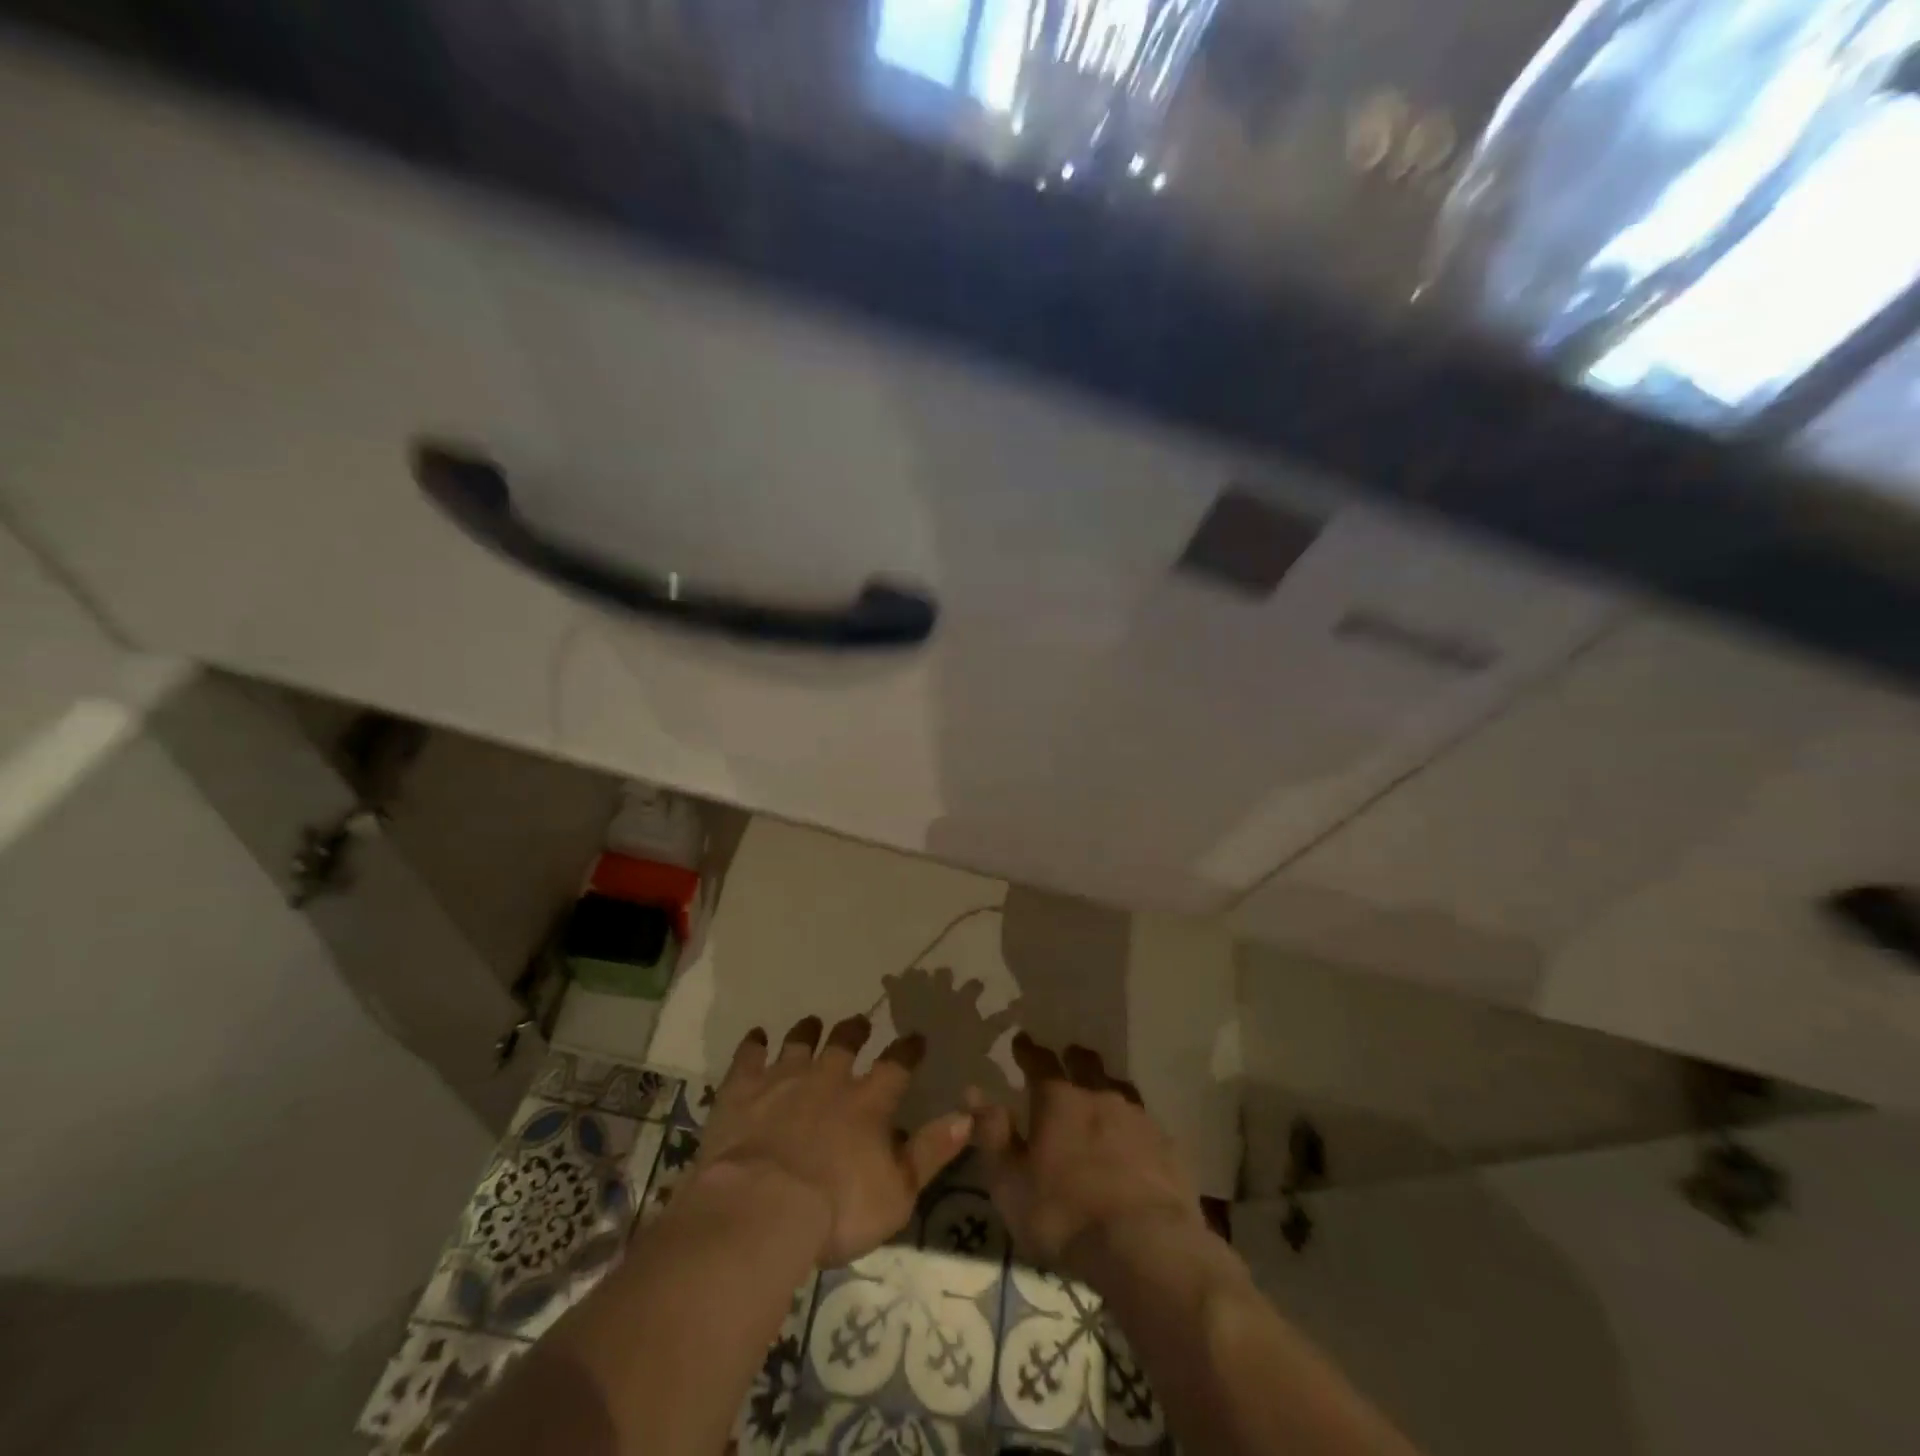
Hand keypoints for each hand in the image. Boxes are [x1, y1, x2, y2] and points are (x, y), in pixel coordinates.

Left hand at [687, 1015, 972, 1266]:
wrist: (762, 1207)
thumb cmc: (837, 1209)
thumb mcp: (898, 1192)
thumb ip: (931, 1151)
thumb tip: (966, 1116)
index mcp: (868, 1103)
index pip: (896, 1066)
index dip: (908, 1050)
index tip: (916, 1037)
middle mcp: (828, 1079)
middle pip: (844, 1043)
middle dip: (854, 1031)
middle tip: (859, 1022)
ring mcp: (783, 1079)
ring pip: (799, 1043)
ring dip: (807, 1031)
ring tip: (812, 1022)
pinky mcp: (742, 1090)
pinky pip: (748, 1057)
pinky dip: (753, 1045)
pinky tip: (756, 1036)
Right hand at [971, 1034, 1205, 1278]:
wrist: (1145, 1245)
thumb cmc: (1063, 1215)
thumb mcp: (1011, 1183)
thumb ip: (993, 1135)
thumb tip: (974, 1092)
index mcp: (1058, 1101)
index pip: (1039, 1063)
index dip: (1028, 1051)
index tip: (1022, 1040)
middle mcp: (1099, 1097)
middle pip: (1086, 1065)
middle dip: (1073, 1058)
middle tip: (1067, 1055)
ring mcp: (1138, 1119)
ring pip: (1119, 1088)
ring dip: (1106, 1086)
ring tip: (1101, 1092)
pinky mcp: (1167, 1146)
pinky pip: (1146, 1123)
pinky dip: (1134, 1125)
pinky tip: (1135, 1139)